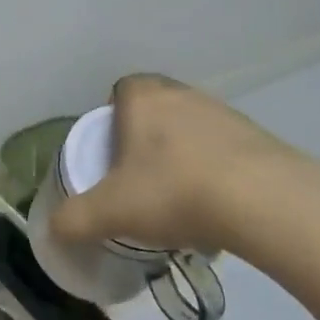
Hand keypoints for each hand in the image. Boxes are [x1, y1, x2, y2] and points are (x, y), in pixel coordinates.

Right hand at [50, 73, 318, 259]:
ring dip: (184, 156)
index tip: (112, 154)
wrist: (265, 202)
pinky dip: (217, 173)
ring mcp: (226, 114)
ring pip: (192, 130)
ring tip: (180, 200)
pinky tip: (217, 209)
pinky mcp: (261, 139)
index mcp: (144, 98)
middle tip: (140, 179)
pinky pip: (226, 151)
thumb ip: (74, 219)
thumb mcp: (110, 212)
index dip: (113, 118)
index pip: (121, 90)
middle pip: (156, 110)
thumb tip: (54, 229)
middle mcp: (184, 94)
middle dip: (147, 139)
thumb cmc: (173, 191)